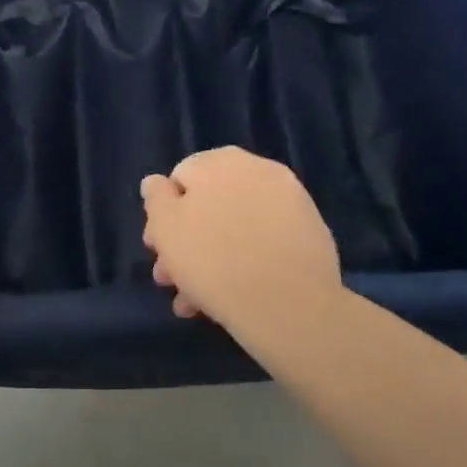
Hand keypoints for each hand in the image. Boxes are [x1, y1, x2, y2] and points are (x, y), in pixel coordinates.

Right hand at [141, 147, 343, 348]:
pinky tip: (232, 298)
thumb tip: (157, 182)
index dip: (164, 215)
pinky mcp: (310, 231)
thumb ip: (156, 197)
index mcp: (221, 161)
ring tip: (197, 302)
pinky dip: (246, 262)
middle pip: (210, 204)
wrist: (290, 305)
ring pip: (237, 227)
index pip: (180, 179)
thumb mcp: (165, 227)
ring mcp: (290, 200)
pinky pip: (265, 242)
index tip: (157, 249)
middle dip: (187, 241)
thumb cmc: (214, 261)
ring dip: (212, 259)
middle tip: (174, 279)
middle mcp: (258, 170)